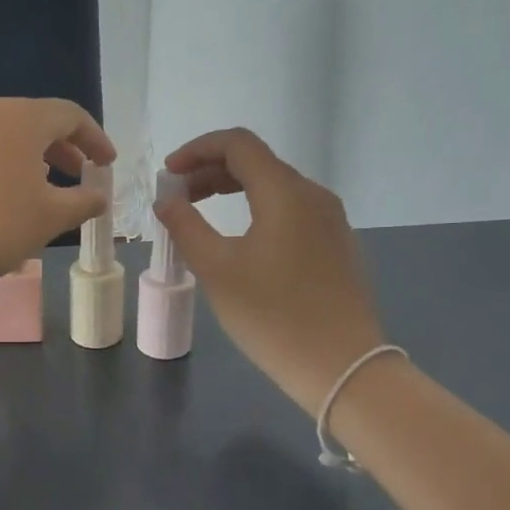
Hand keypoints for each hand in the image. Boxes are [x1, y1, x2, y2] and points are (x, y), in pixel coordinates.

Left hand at [0, 97, 115, 295]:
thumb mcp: (49, 218)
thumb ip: (82, 202)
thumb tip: (99, 196)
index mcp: (20, 118)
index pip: (70, 116)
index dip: (95, 139)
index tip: (108, 165)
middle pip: (35, 121)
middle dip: (63, 149)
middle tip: (78, 176)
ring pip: (5, 136)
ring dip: (31, 159)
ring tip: (43, 190)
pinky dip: (2, 167)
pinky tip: (1, 199)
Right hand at [156, 128, 384, 413]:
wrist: (342, 366)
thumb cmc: (272, 316)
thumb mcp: (217, 270)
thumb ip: (186, 226)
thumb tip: (167, 200)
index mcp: (285, 192)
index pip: (238, 144)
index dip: (197, 149)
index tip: (168, 174)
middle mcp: (313, 195)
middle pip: (257, 162)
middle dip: (210, 171)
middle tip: (177, 197)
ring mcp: (330, 220)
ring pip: (274, 187)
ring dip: (232, 190)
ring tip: (200, 215)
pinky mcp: (336, 244)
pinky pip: (290, 210)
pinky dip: (256, 210)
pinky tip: (239, 240)